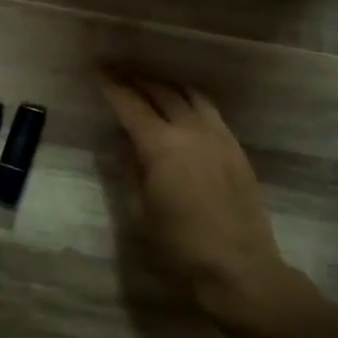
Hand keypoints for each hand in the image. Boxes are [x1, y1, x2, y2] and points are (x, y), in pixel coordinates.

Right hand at [98, 70, 311, 326]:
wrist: (239, 267)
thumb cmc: (179, 246)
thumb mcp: (140, 210)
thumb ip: (131, 169)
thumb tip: (125, 142)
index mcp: (161, 146)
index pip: (131, 105)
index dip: (113, 86)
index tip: (98, 71)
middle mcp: (191, 131)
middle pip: (162, 91)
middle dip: (137, 79)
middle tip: (118, 72)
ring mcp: (219, 137)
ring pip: (190, 95)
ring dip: (166, 85)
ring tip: (150, 85)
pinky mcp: (236, 148)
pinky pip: (210, 111)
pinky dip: (190, 100)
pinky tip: (183, 108)